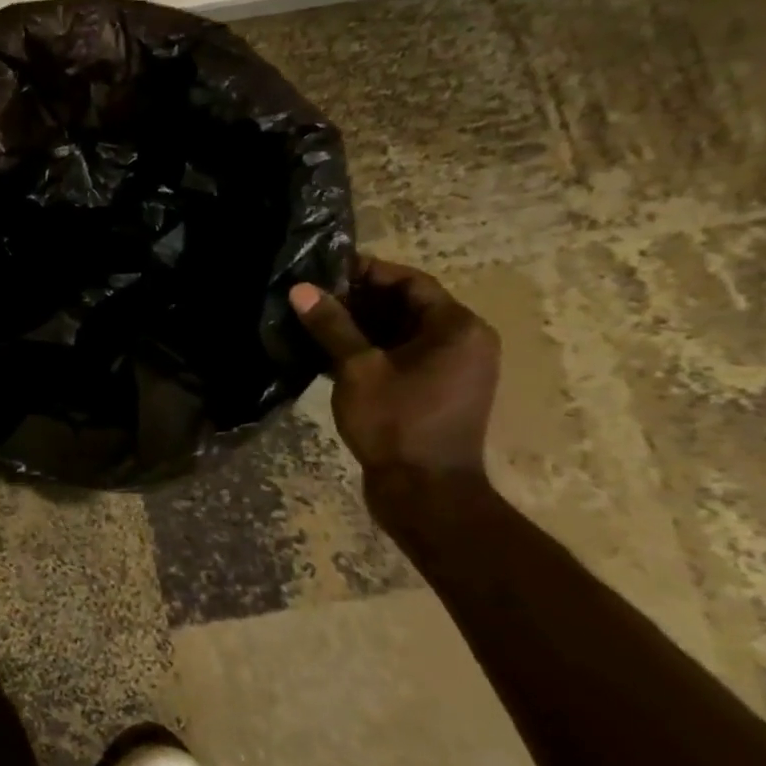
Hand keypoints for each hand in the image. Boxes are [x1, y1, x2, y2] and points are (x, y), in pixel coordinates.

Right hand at [289, 255, 499, 479]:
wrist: (425, 493)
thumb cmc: (397, 423)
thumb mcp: (358, 369)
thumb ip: (331, 325)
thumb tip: (301, 289)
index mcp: (457, 328)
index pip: (410, 282)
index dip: (366, 272)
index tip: (323, 272)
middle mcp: (464, 342)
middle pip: (407, 305)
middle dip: (359, 299)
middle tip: (312, 297)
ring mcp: (453, 370)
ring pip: (402, 332)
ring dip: (361, 326)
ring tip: (315, 321)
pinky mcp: (436, 392)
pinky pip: (403, 356)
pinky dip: (371, 350)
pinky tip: (331, 352)